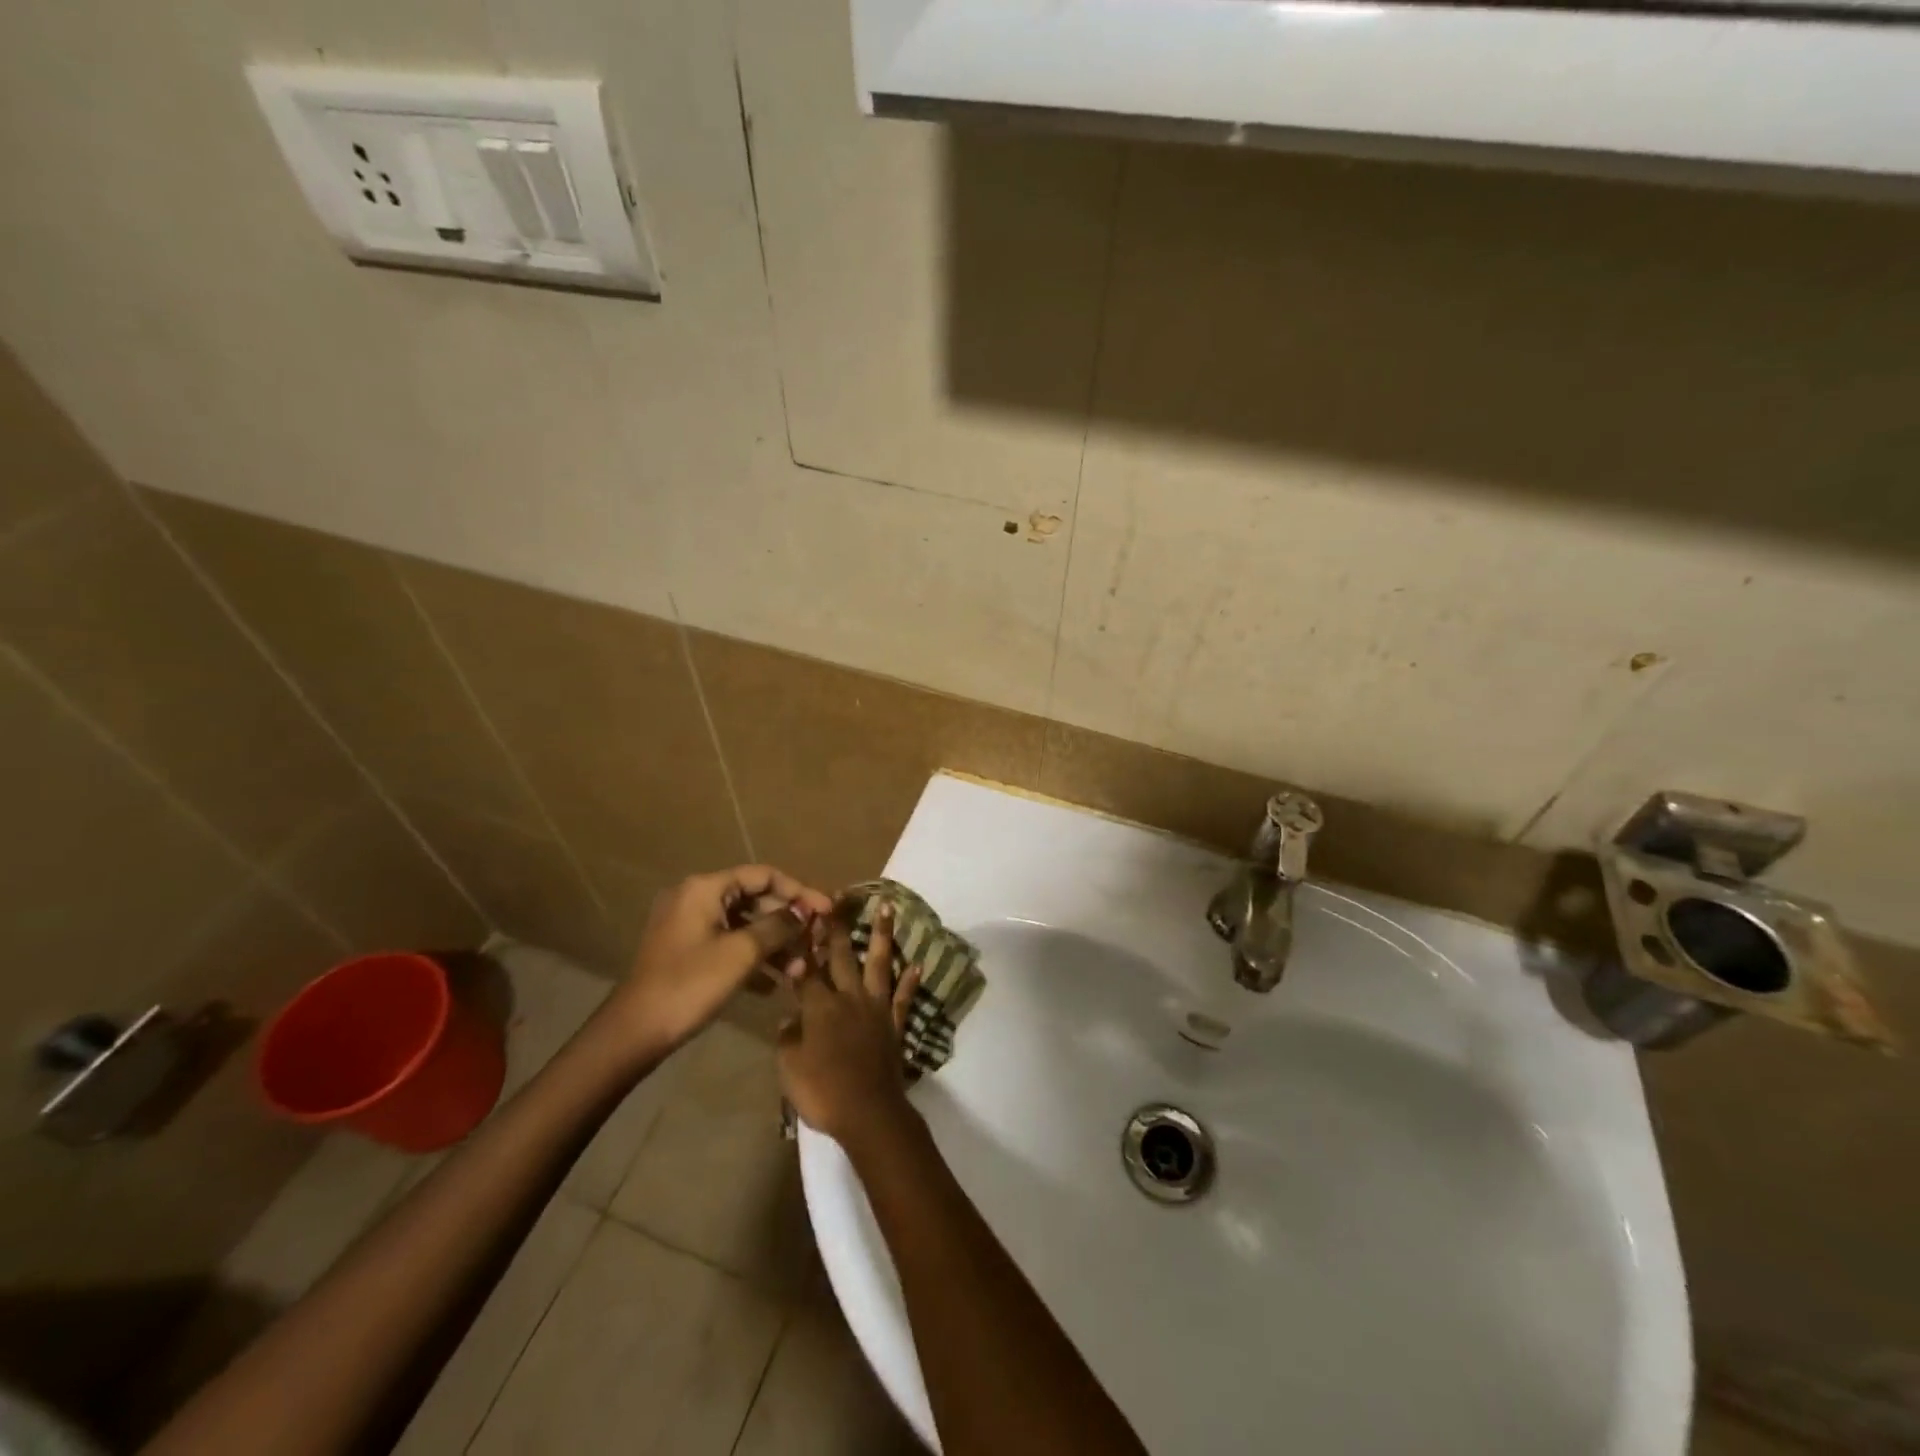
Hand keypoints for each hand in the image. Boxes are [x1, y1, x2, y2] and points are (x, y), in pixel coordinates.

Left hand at [606, 865, 831, 1057]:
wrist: (634, 1032)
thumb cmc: (690, 984)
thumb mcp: (742, 953)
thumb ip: (778, 927)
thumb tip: (804, 912)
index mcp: (705, 888)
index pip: (764, 876)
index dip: (799, 891)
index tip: (826, 910)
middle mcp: (696, 898)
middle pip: (755, 900)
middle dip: (787, 924)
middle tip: (815, 943)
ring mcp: (689, 926)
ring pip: (744, 926)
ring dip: (774, 945)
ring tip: (797, 971)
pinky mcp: (687, 952)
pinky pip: (728, 944)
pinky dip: (752, 959)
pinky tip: (773, 985)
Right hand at [777, 906, 922, 1151]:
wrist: (869, 1112)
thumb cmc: (822, 1091)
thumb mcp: (789, 1067)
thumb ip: (788, 1036)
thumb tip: (790, 1015)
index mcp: (819, 1006)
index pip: (807, 969)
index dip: (803, 944)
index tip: (802, 916)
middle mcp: (848, 998)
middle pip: (843, 956)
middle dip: (839, 926)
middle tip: (840, 897)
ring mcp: (875, 1009)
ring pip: (880, 964)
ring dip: (883, 935)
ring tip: (888, 908)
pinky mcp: (895, 1025)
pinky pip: (904, 998)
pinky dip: (910, 980)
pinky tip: (918, 963)